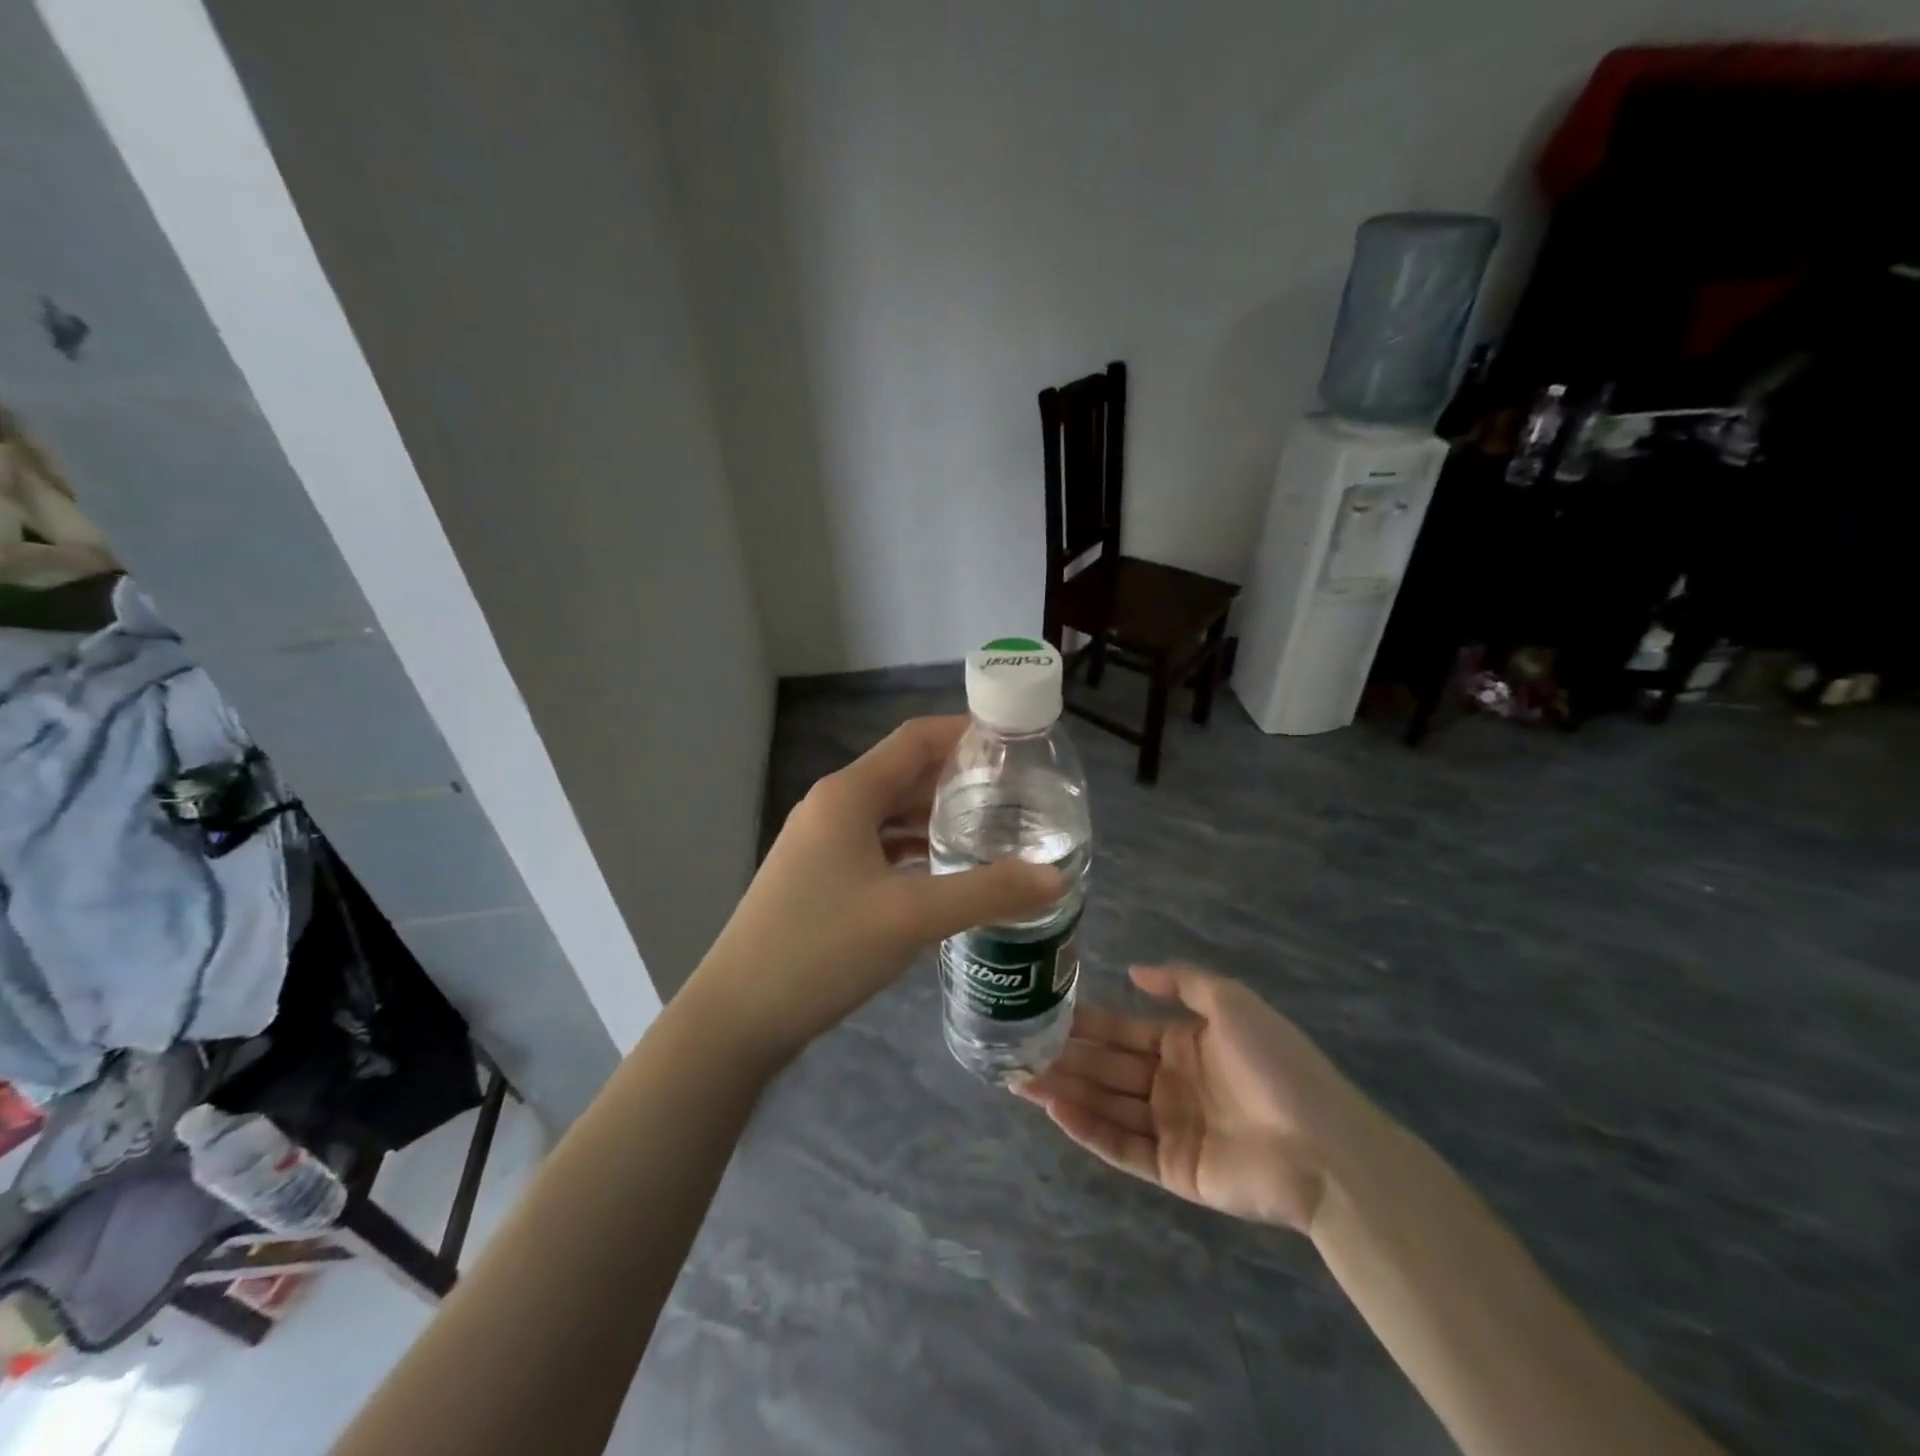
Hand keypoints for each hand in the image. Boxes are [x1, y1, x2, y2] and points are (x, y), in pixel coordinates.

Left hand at [691, 716, 1064, 1062]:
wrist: (737, 1016)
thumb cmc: (820, 950)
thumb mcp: (910, 918)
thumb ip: (987, 893)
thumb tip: (1056, 877)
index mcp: (848, 794)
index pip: (916, 739)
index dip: (966, 732)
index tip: (1017, 743)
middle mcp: (833, 807)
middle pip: (906, 774)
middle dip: (960, 778)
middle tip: (1020, 792)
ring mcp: (822, 843)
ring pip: (892, 813)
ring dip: (938, 815)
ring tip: (995, 827)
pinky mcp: (821, 876)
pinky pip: (879, 845)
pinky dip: (915, 848)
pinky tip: (948, 870)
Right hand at [1015, 965, 1378, 1232]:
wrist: (1324, 1146)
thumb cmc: (1276, 1064)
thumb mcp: (1232, 1002)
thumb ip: (1182, 982)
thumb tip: (1133, 970)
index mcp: (1184, 1044)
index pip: (1123, 1030)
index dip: (1086, 1023)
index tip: (1045, 1014)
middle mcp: (1171, 1083)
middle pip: (1108, 1068)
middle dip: (1065, 1057)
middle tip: (1017, 1049)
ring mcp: (1170, 1128)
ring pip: (1107, 1105)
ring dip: (1065, 1091)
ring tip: (1020, 1078)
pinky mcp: (1172, 1169)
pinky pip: (1123, 1146)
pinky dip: (1089, 1129)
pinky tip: (1056, 1109)